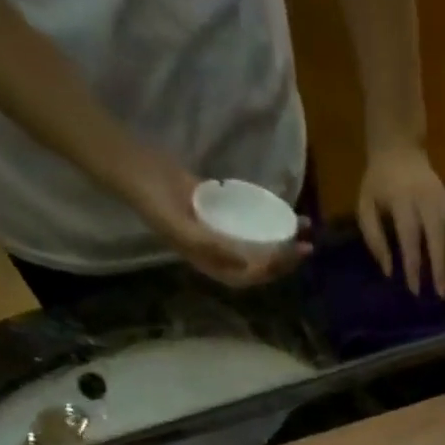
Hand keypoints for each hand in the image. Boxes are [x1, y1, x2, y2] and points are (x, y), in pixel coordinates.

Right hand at [120, 154, 309, 287]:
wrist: (136, 169)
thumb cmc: (155, 202)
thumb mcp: (180, 228)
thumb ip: (210, 247)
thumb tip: (244, 263)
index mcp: (211, 265)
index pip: (250, 275)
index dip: (273, 269)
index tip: (291, 254)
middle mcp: (220, 254)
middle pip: (260, 262)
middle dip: (285, 257)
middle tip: (308, 245)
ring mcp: (221, 233)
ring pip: (259, 241)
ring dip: (281, 236)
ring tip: (304, 226)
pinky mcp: (221, 211)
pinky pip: (250, 219)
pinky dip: (267, 217)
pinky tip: (283, 209)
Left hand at [356, 145, 444, 297]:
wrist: (401, 150)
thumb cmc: (379, 184)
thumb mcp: (365, 206)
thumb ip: (374, 238)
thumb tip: (389, 271)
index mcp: (403, 198)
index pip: (410, 235)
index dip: (413, 263)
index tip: (414, 289)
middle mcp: (428, 199)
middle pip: (439, 235)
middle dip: (442, 266)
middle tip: (442, 294)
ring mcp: (444, 201)